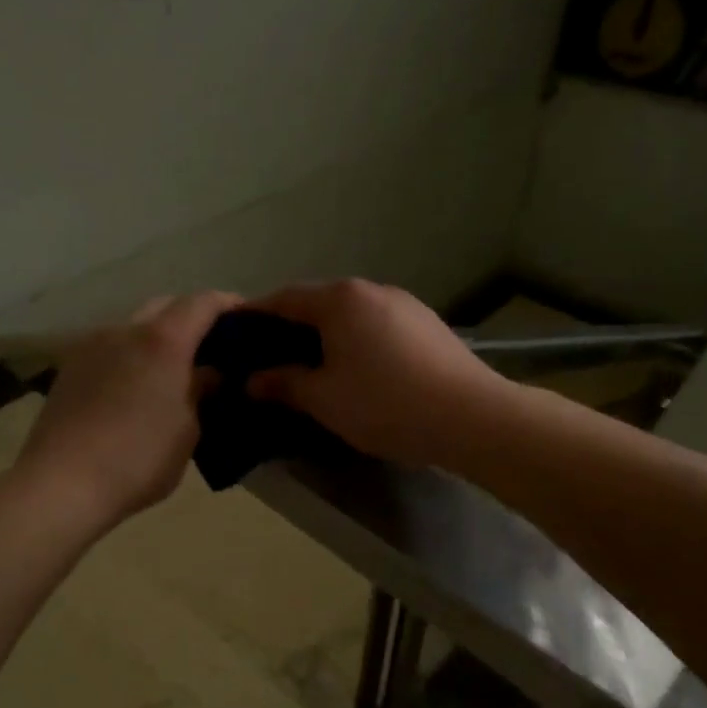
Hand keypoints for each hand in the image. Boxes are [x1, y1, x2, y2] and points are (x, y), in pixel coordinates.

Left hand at [14, 292, 238, 528]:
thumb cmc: (138, 459)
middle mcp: (126, 331)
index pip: (202, 303)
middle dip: (191, 318)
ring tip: (174, 367)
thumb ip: (201, 392)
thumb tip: (209, 373)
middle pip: (166, 306)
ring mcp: (92, 346)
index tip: (247, 317)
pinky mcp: (70, 367)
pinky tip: (138, 385)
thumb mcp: (188, 430)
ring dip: (159, 336)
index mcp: (162, 341)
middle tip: (212, 346)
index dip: (228, 304)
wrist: (61, 484)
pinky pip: (112, 348)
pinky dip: (133, 354)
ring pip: (135, 326)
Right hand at [244, 279, 507, 468]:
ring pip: (351, 315)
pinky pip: (377, 326)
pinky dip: (356, 341)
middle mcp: (371, 290)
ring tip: (311, 367)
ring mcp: (405, 304)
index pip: (284, 299)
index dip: (255, 316)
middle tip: (269, 358)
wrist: (472, 417)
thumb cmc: (386, 404)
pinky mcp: (428, 324)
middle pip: (318, 303)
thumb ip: (283, 384)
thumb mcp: (324, 399)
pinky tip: (357, 370)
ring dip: (326, 335)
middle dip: (291, 328)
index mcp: (340, 299)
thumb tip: (251, 380)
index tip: (234, 337)